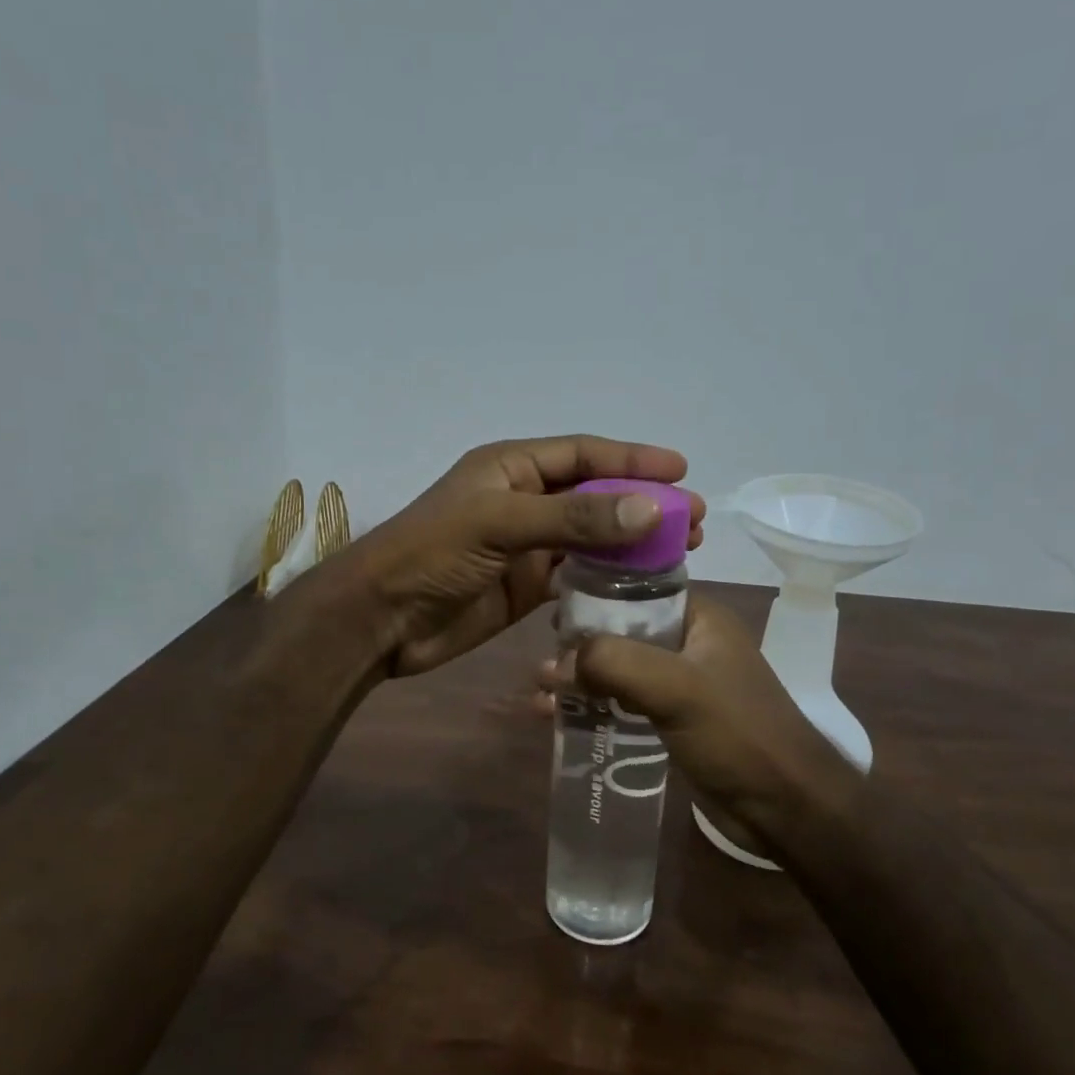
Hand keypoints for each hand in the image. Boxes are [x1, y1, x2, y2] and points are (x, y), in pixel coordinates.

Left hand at [353, 435, 705, 676]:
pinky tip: (642, 584)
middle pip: (594, 496)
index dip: (632, 460)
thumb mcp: (501, 524)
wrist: (383, 620)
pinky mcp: (526, 587)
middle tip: (691, 520)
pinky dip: (608, 579)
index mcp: (511, 467)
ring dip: (632, 543)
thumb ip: (574, 517)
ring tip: (681, 550)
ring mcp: (526, 546)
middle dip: (642, 504)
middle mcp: (523, 501)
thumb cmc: (432, 554)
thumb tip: (650, 509)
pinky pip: (577, 576)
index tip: (681, 470)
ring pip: (591, 538)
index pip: (583, 455)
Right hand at [536, 597, 858, 850]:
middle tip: (538, 664)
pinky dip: (596, 708)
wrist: (787, 806)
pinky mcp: (676, 719)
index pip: (636, 589)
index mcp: (699, 618)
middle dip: (579, 648)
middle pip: (622, 632)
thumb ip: (614, 664)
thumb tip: (552, 664)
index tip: (549, 613)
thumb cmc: (738, 734)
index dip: (592, 597)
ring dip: (582, 682)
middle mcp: (690, 643)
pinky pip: (626, 703)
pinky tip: (562, 720)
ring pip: (620, 670)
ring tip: (540, 699)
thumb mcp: (676, 688)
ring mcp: (683, 683)